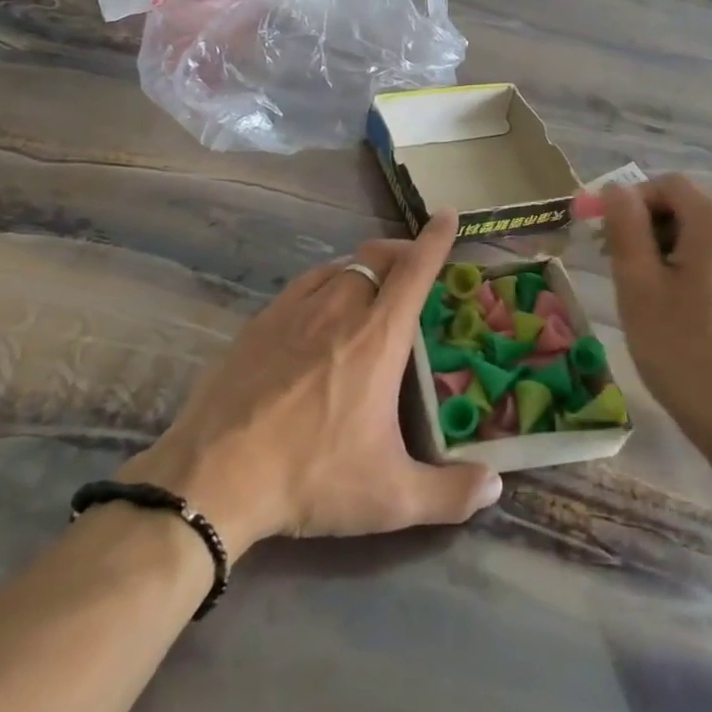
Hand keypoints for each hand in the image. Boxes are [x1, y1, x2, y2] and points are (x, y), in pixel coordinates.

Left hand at [121, 212, 501, 558]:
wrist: (215, 474)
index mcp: (378, 337)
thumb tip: (496, 486)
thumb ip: (451, 494)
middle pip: (376, 257)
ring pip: (339, 265)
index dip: (435, 240)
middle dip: (401, 251)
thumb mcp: (390, 497)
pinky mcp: (260, 322)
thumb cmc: (312, 476)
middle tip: (414, 266)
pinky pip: (304, 284)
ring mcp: (294, 310)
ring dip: (364, 266)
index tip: (448, 215)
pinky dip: (327, 280)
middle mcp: (339, 309)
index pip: (415, 272)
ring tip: (373, 285)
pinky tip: (322, 305)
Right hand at [600, 176, 711, 443]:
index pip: (667, 185)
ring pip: (696, 236)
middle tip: (613, 266)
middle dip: (642, 227)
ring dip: (660, 250)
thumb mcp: (639, 285)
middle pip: (683, 208)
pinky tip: (669, 308)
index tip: (600, 234)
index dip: (629, 201)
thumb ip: (626, 228)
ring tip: (638, 292)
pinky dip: (683, 269)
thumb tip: (615, 188)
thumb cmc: (682, 349)